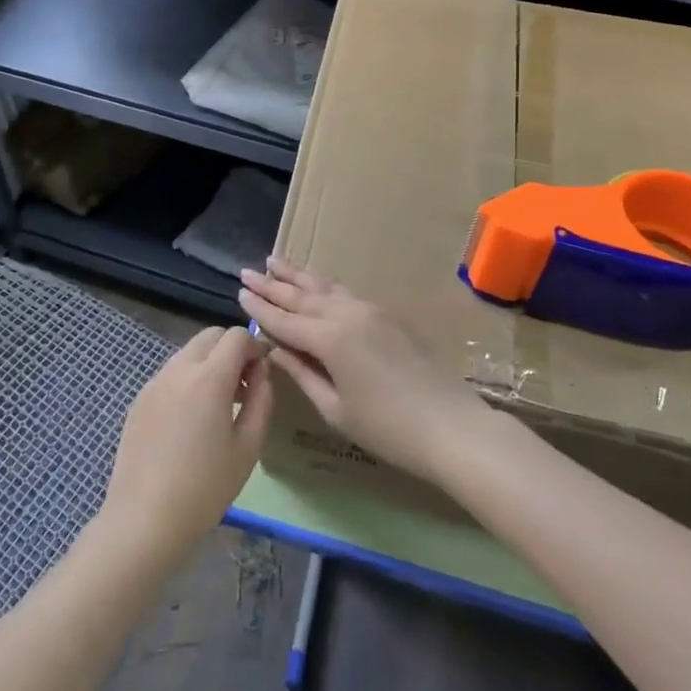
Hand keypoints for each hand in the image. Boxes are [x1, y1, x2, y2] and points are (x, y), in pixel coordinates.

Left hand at [99, 326, 272, 569]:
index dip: (255, 348)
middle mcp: (178, 369)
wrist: (144, 519)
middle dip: (232, 350)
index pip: (236, 336)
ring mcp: (154, 382)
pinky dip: (187, 380)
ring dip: (209, 364)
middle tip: (243, 388)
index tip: (261, 377)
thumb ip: (261, 400)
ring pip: (188, 353)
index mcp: (208, 377)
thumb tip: (262, 372)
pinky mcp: (139, 399)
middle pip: (210, 336)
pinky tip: (190, 422)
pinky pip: (170, 374)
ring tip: (218, 407)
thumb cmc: (205, 487)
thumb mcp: (248, 447)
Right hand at [237, 259, 489, 484]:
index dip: (260, 308)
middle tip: (247, 270)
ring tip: (275, 261)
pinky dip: (323, 285)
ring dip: (297, 275)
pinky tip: (315, 283)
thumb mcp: (336, 409)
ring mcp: (369, 311)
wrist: (451, 425)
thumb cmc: (387, 428)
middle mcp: (346, 314)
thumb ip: (302, 374)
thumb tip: (275, 349)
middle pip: (301, 296)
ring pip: (325, 287)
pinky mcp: (386, 316)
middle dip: (272, 284)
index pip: (284, 320)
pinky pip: (345, 292)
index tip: (239, 292)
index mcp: (329, 339)